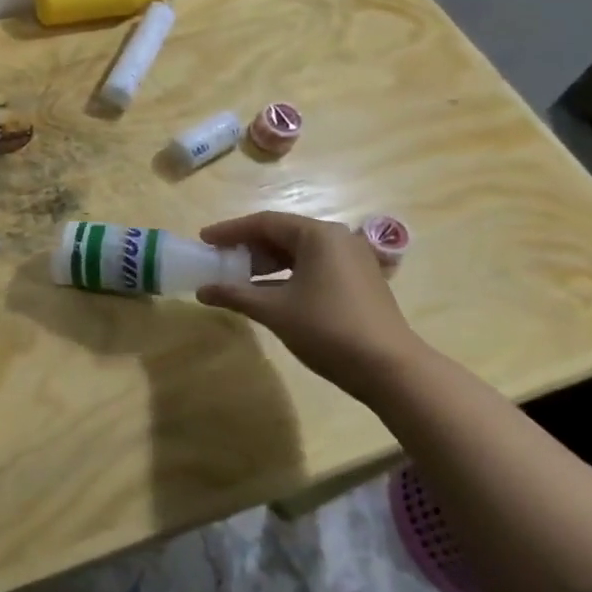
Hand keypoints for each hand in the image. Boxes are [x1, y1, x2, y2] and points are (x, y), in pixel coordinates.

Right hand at [195, 212, 425, 395]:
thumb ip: (235, 295)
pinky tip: (269, 293)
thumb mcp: (275, 311)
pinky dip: (288, 274)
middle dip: (248, 247)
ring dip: (267, 263)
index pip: (265, 222)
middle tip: (220, 260)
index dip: (230, 231)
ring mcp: (353, 259)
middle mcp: (337, 238)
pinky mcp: (360, 280)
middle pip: (282, 233)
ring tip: (240, 279)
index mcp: (318, 235)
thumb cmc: (328, 329)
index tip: (204, 240)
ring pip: (299, 251)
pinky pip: (314, 266)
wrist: (390, 369)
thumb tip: (202, 291)